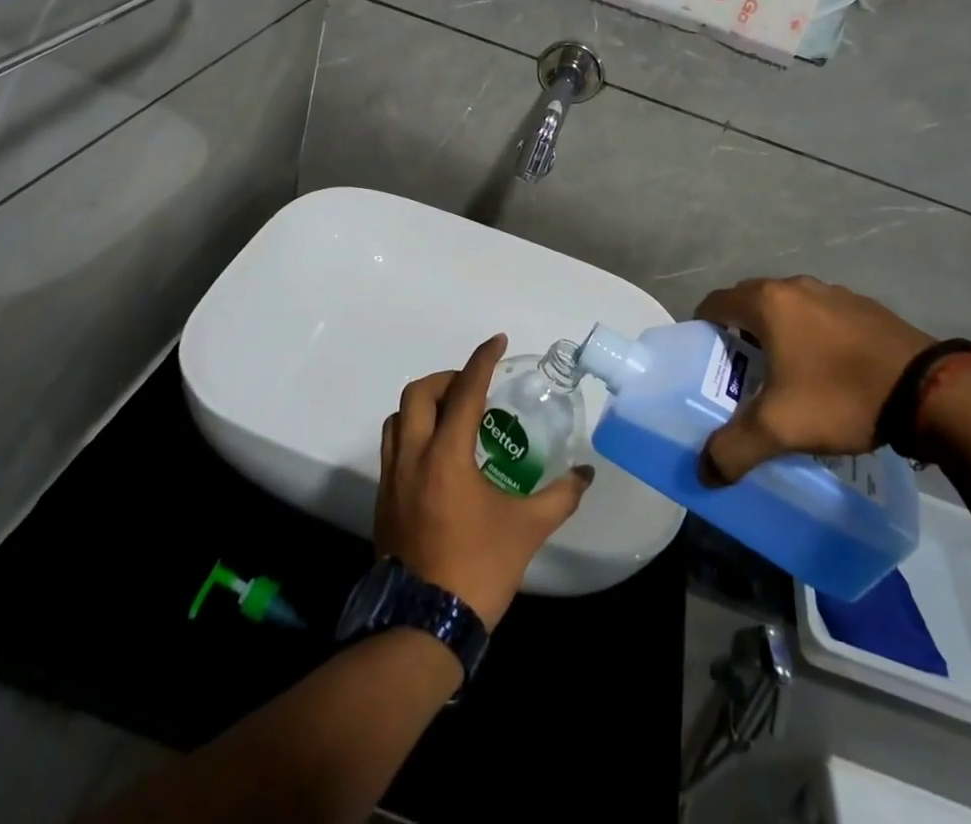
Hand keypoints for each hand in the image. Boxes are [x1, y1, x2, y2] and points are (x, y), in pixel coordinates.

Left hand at [375, 334, 593, 626]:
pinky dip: (413, 433)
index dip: (482, 360)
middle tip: (474, 388)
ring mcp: (391, 480)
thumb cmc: (476, 569)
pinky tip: (438, 455)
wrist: (421, 629)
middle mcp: (412, 457)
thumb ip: (560, 496)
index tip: (498, 341)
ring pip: (397, 419)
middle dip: (447, 379)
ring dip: (424, 405)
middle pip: (418, 394)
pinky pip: (392, 447)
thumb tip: (587, 475)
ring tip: (454, 416)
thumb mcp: (526, 530)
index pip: (465, 391)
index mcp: (446, 455)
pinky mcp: (383, 502)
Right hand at [695, 277, 935, 481]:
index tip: (704, 356)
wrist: (929, 391)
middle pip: (750, 301)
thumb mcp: (780, 428)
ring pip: (789, 308)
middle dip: (739, 331)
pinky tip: (828, 371)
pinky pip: (822, 316)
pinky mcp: (865, 307)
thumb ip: (733, 449)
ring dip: (778, 332)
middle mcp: (796, 287)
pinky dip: (813, 335)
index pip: (716, 302)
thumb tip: (704, 472)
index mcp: (768, 303)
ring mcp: (835, 293)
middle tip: (740, 371)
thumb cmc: (841, 396)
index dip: (702, 327)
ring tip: (785, 373)